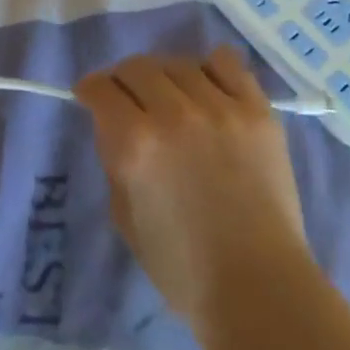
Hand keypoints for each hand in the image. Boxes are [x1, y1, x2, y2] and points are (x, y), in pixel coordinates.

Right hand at [75, 47, 312, 330]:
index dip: (90, 90)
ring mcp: (219, 107)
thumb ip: (116, 161)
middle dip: (123, 80)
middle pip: (137, 67)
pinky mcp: (256, 110)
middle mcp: (173, 114)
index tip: (91, 96)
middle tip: (128, 99)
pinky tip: (207, 88)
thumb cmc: (182, 267)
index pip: (101, 88)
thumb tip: (117, 127)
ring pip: (178, 63)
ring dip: (164, 76)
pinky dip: (209, 68)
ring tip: (170, 96)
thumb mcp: (124, 216)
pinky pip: (227, 63)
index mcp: (135, 143)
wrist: (259, 287)